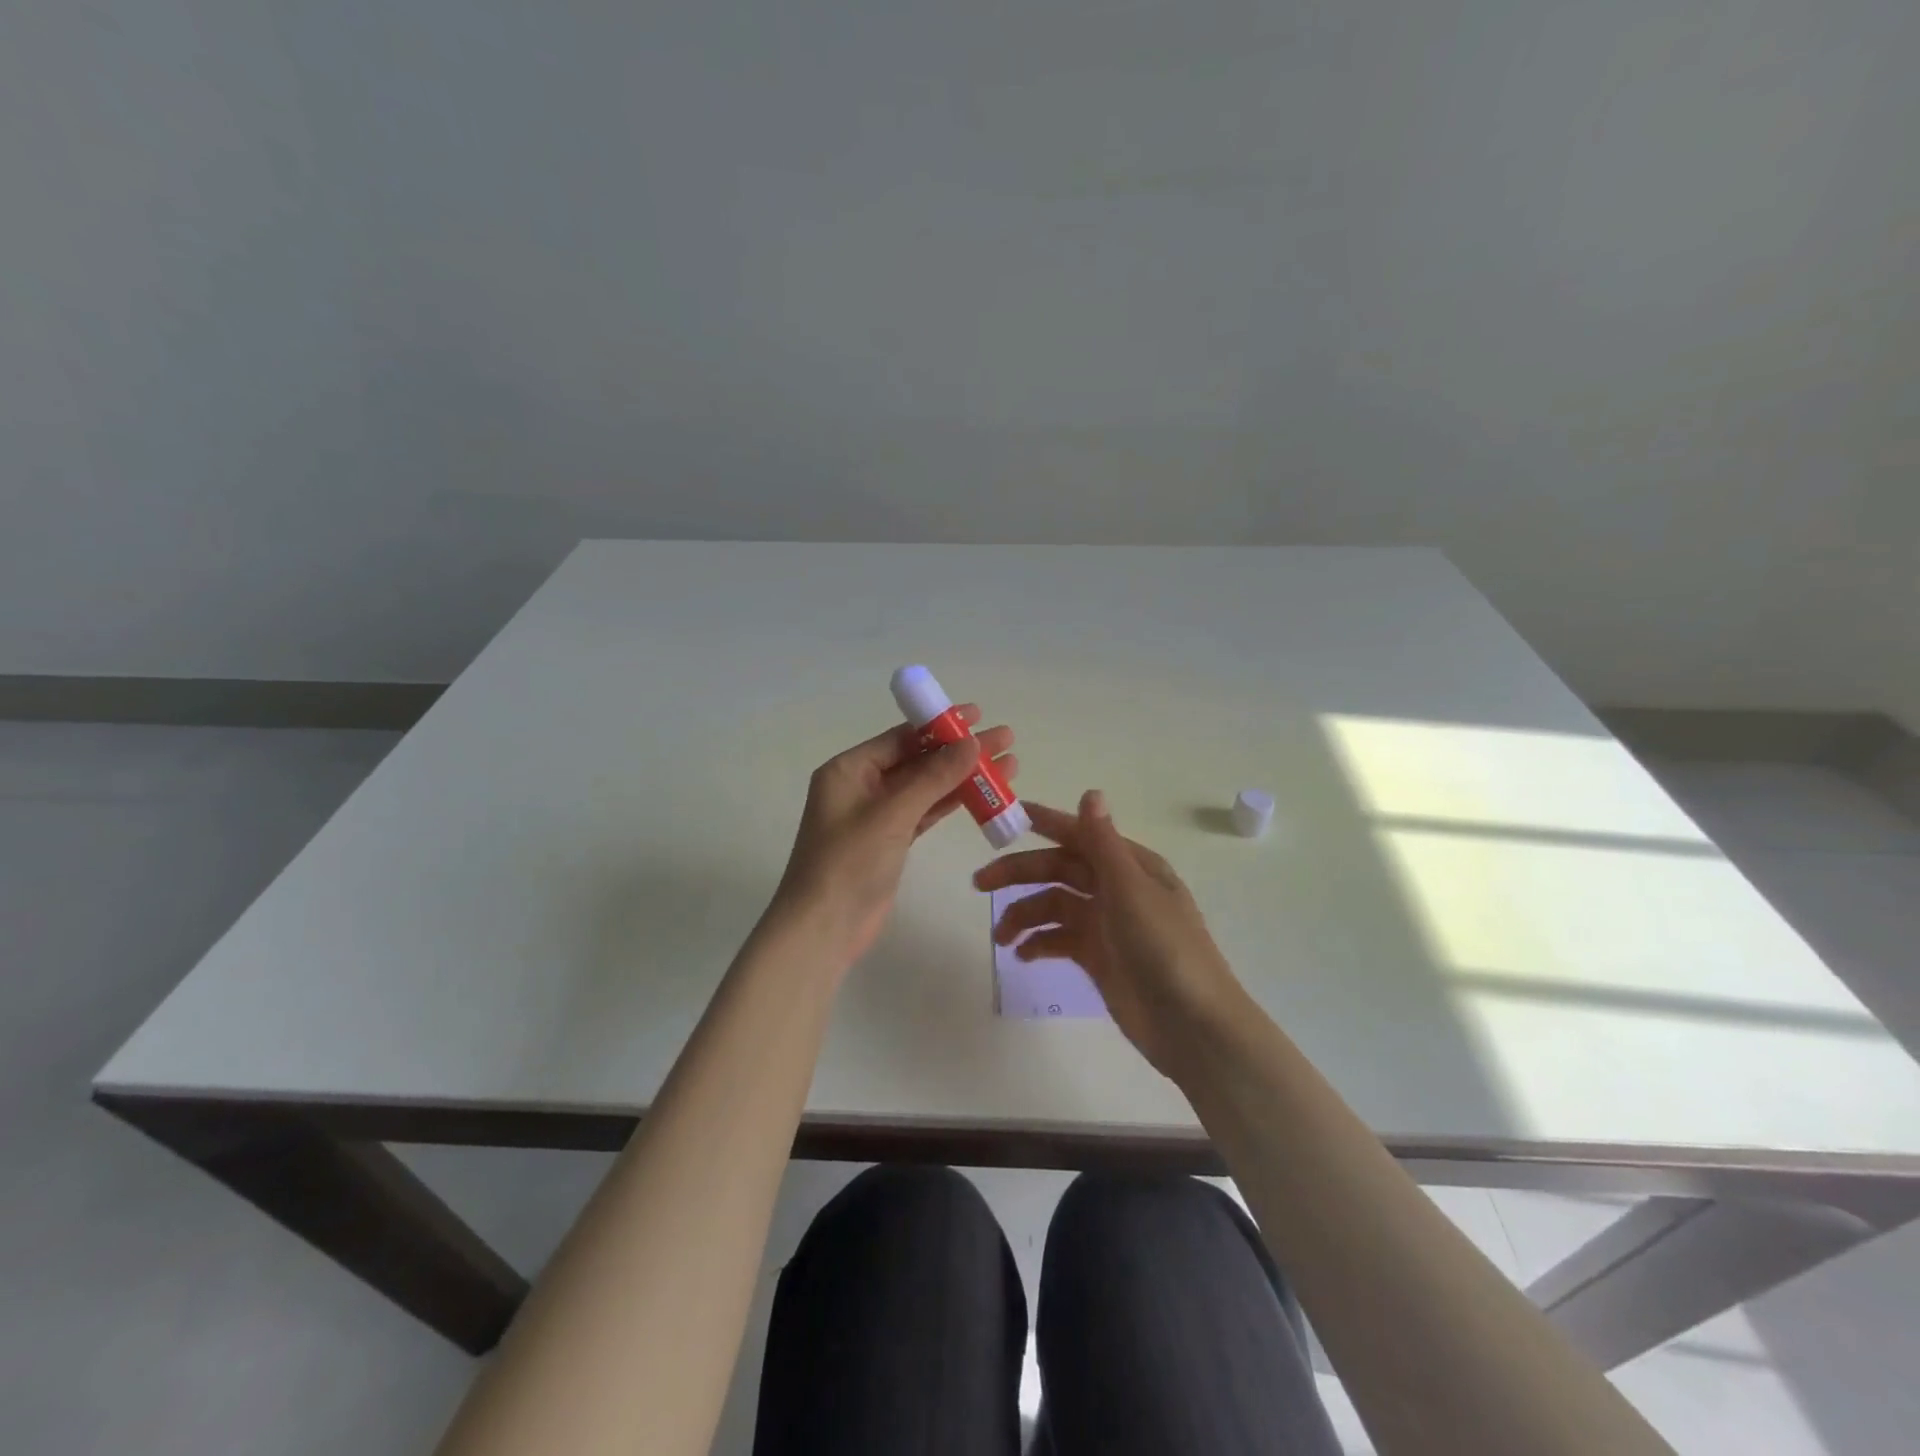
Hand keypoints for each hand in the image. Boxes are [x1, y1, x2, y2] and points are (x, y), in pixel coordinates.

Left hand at [772, 707, 1017, 969]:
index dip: (941, 725)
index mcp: (849, 770)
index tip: (978, 715)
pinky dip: (952, 803)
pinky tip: (984, 794)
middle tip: (1005, 739)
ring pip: (926, 787)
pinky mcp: (891, 841)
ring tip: (1008, 765)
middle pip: (918, 760)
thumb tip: (972, 742)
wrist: (824, 929)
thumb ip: (933, 777)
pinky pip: (926, 812)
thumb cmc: (849, 863)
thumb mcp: (892, 814)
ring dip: (963, 776)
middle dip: (960, 750)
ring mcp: (877, 815)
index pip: (901, 737)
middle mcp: (861, 786)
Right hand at [973, 790, 1242, 1076]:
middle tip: (980, 883)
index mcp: (1130, 865)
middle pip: (1059, 870)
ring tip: (1000, 938)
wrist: (1191, 1025)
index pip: (1080, 835)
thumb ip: (1103, 843)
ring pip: (1054, 906)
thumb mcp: (1131, 890)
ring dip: (1024, 915)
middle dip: (1020, 873)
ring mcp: (1106, 924)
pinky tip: (1022, 955)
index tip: (1009, 818)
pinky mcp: (1097, 957)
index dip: (1046, 823)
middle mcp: (1116, 888)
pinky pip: (1059, 940)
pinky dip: (1038, 943)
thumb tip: (1090, 792)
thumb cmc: (1165, 948)